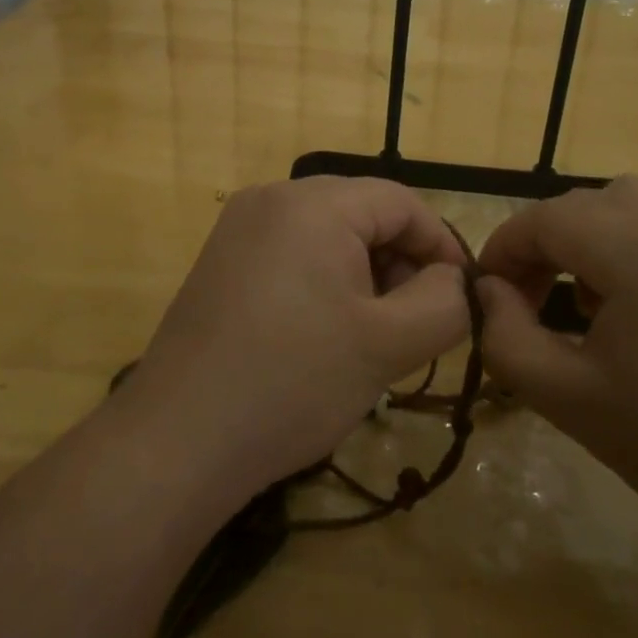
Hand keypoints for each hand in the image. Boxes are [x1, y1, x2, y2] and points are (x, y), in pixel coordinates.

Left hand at [117, 177, 471, 500]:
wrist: (177, 440)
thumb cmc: (293, 383)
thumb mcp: (388, 346)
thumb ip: (444, 303)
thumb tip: (453, 279)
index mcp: (314, 203)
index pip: (402, 202)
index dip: (441, 245)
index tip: (460, 297)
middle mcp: (272, 197)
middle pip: (363, 213)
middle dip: (400, 262)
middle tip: (413, 323)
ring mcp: (239, 228)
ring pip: (328, 234)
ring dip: (364, 274)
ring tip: (371, 334)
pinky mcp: (221, 260)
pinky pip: (291, 252)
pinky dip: (324, 281)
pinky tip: (325, 333)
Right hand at [476, 176, 637, 550]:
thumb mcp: (568, 399)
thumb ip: (506, 336)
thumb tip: (490, 290)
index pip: (546, 219)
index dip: (505, 249)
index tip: (489, 292)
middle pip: (587, 203)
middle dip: (547, 242)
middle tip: (533, 300)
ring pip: (633, 201)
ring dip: (594, 236)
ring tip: (594, 300)